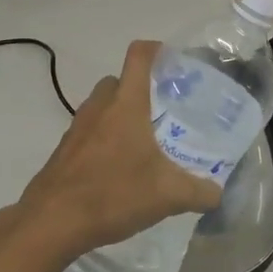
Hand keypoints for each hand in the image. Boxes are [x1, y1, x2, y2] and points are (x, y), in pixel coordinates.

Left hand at [7, 40, 223, 263]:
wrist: (52, 221)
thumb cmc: (113, 194)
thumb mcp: (168, 196)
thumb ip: (200, 192)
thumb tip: (219, 194)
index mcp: (126, 103)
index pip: (139, 56)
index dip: (157, 50)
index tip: (174, 62)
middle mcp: (99, 107)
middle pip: (119, 80)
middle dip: (140, 88)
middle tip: (164, 110)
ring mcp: (77, 127)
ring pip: (101, 106)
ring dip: (120, 114)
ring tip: (144, 141)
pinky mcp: (64, 150)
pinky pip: (89, 131)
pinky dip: (104, 139)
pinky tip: (119, 169)